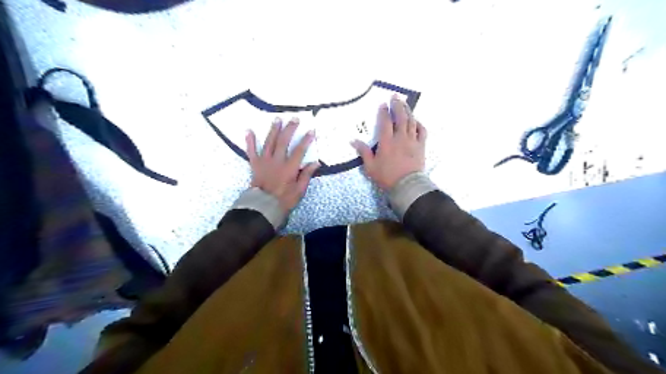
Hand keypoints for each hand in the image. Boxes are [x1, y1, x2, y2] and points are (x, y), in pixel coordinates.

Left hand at [244, 118, 319, 210]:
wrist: (263, 206)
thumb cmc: (283, 200)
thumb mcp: (299, 190)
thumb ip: (306, 175)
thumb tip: (315, 162)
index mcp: (289, 168)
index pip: (299, 150)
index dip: (306, 140)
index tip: (311, 131)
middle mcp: (277, 161)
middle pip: (283, 141)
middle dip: (290, 129)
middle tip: (294, 119)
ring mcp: (264, 161)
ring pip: (269, 142)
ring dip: (273, 130)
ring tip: (277, 119)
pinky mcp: (255, 164)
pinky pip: (251, 151)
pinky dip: (250, 141)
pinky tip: (249, 130)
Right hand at [353, 97, 425, 190]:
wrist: (407, 186)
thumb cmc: (387, 177)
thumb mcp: (370, 166)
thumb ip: (363, 152)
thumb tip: (353, 140)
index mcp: (387, 142)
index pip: (385, 122)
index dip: (384, 112)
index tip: (383, 104)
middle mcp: (400, 137)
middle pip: (400, 117)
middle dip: (397, 105)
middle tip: (395, 96)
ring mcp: (412, 141)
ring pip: (411, 121)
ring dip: (408, 111)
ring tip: (405, 103)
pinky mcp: (421, 146)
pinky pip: (422, 131)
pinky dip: (419, 124)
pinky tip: (416, 120)